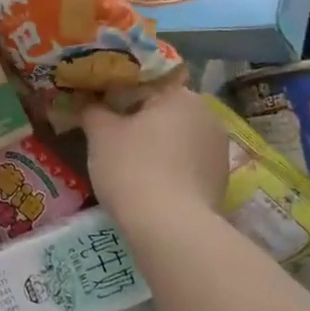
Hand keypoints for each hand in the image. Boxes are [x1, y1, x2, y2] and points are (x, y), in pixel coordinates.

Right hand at [80, 84, 229, 234]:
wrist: (169, 228)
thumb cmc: (132, 167)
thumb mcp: (100, 133)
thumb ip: (93, 110)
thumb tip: (88, 102)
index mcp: (182, 95)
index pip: (147, 82)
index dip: (119, 91)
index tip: (99, 105)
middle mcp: (208, 116)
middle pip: (165, 110)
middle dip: (139, 119)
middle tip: (109, 133)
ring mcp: (219, 150)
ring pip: (178, 138)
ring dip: (156, 144)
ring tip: (127, 160)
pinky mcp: (221, 182)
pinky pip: (187, 163)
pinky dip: (168, 167)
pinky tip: (148, 182)